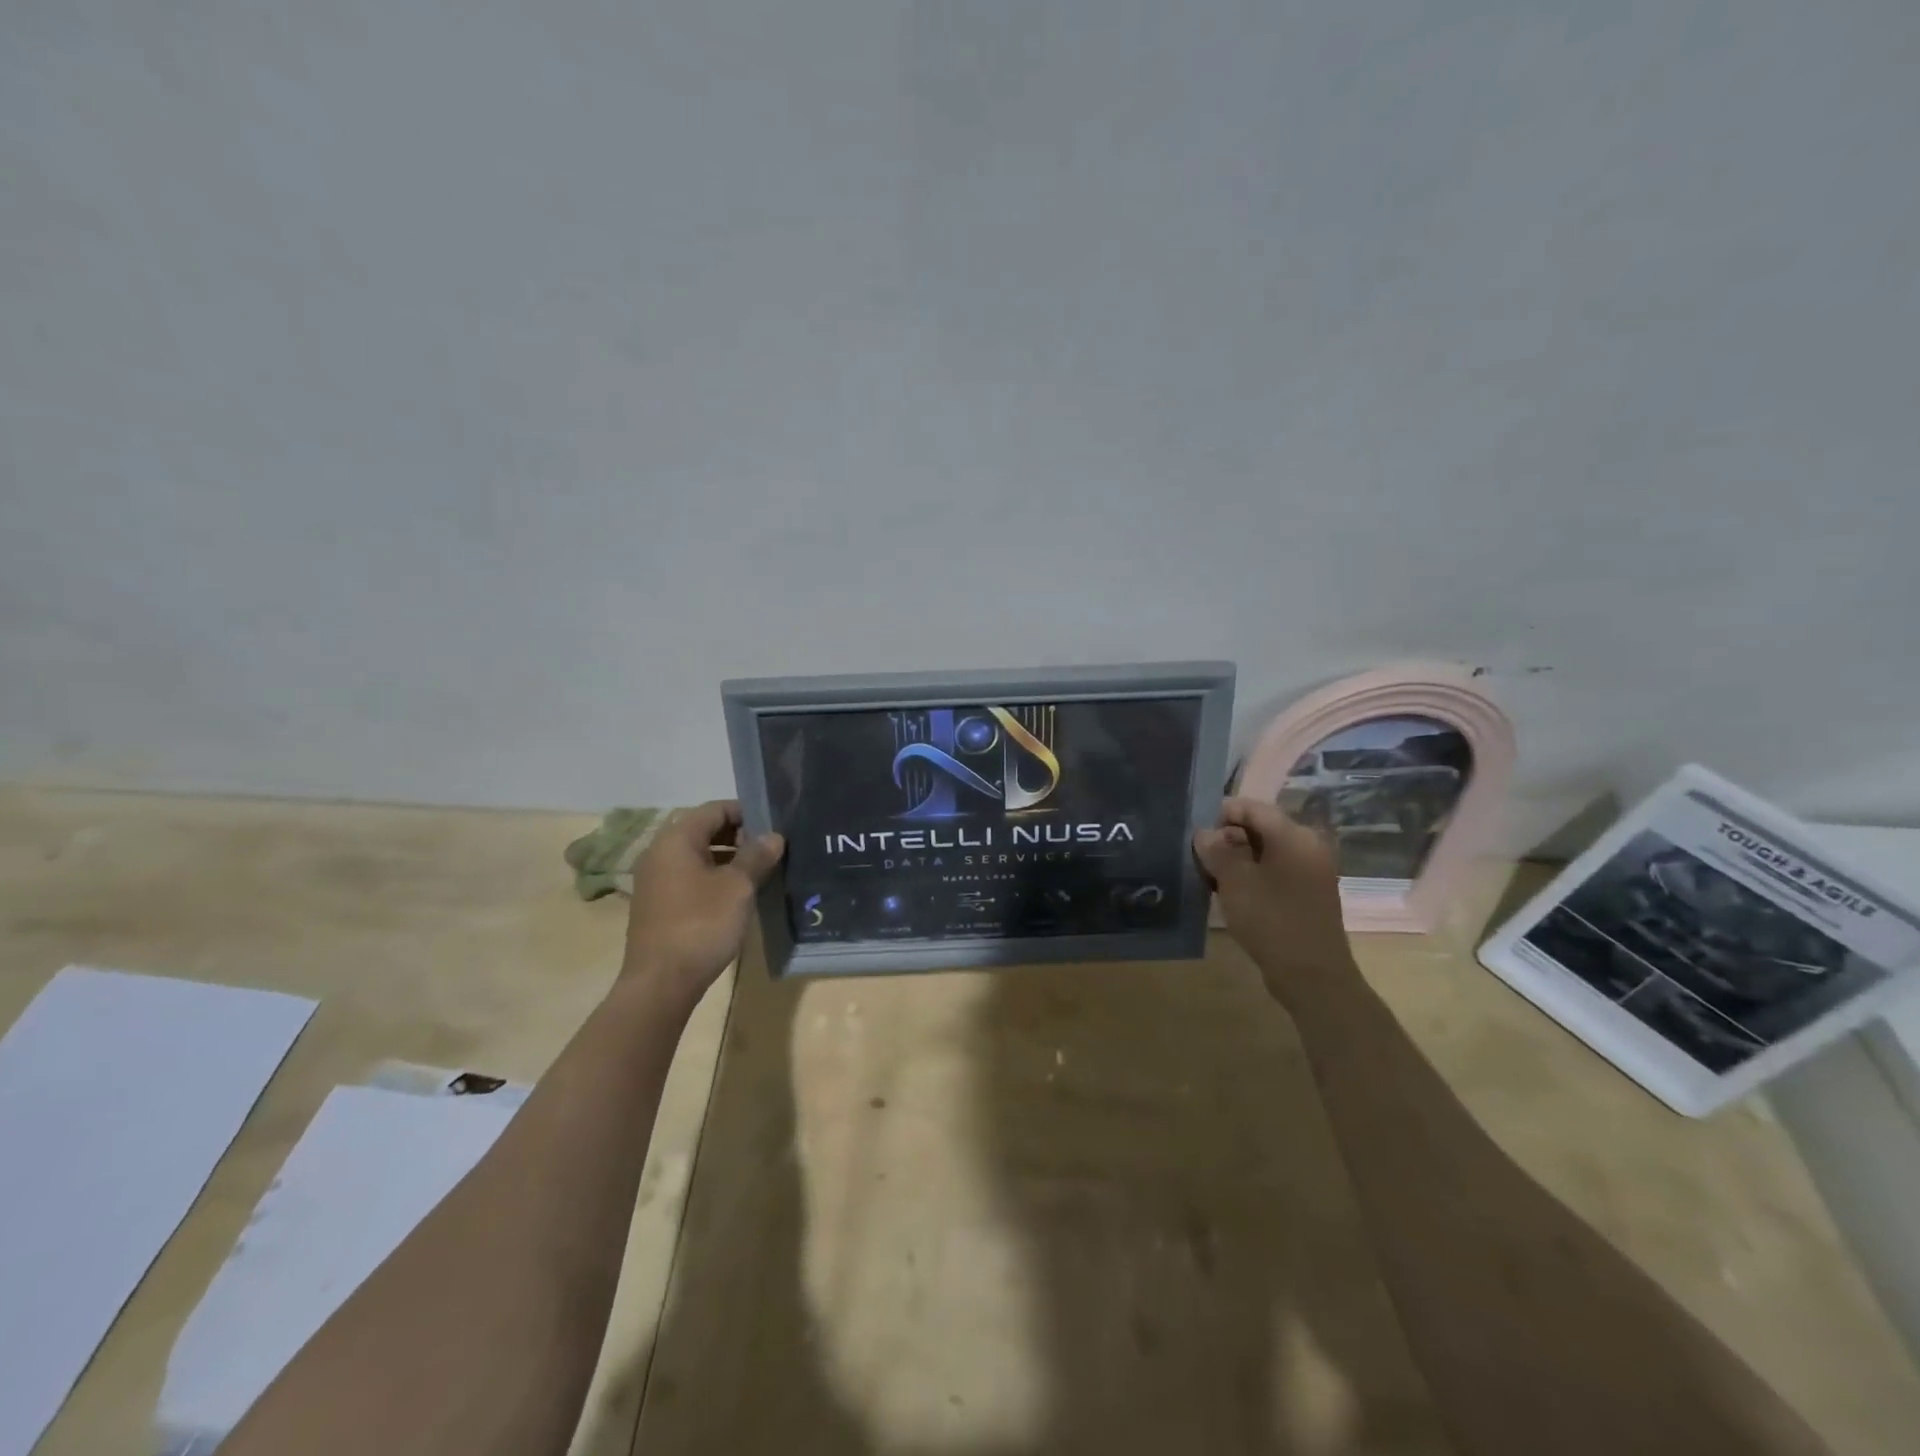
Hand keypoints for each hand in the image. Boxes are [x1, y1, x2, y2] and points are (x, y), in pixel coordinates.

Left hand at [621, 800, 783, 1008]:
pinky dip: (714, 877)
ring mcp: (655, 880)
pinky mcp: (658, 904)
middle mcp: (660, 853)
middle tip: (771, 850)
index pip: (715, 809)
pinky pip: (690, 877)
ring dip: (729, 859)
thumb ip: (757, 856)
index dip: (746, 812)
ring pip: (698, 856)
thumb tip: (774, 836)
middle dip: (740, 836)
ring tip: (760, 872)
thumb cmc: (701, 924)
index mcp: (676, 839)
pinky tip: (738, 895)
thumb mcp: (738, 887)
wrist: (661, 982)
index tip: (774, 826)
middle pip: (704, 830)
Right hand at [1194, 796, 1353, 1005]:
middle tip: (1202, 860)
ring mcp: (1311, 871)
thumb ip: (1217, 850)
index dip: (1221, 815)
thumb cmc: (1272, 920)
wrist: (1312, 976)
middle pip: (1260, 827)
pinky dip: (1254, 876)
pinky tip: (1235, 894)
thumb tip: (1205, 833)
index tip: (1197, 836)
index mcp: (1294, 835)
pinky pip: (1276, 871)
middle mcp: (1308, 846)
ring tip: (1214, 878)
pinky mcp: (1309, 893)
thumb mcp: (1235, 881)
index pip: (1252, 807)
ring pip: (1266, 851)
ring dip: (1239, 859)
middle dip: (1228, 838)